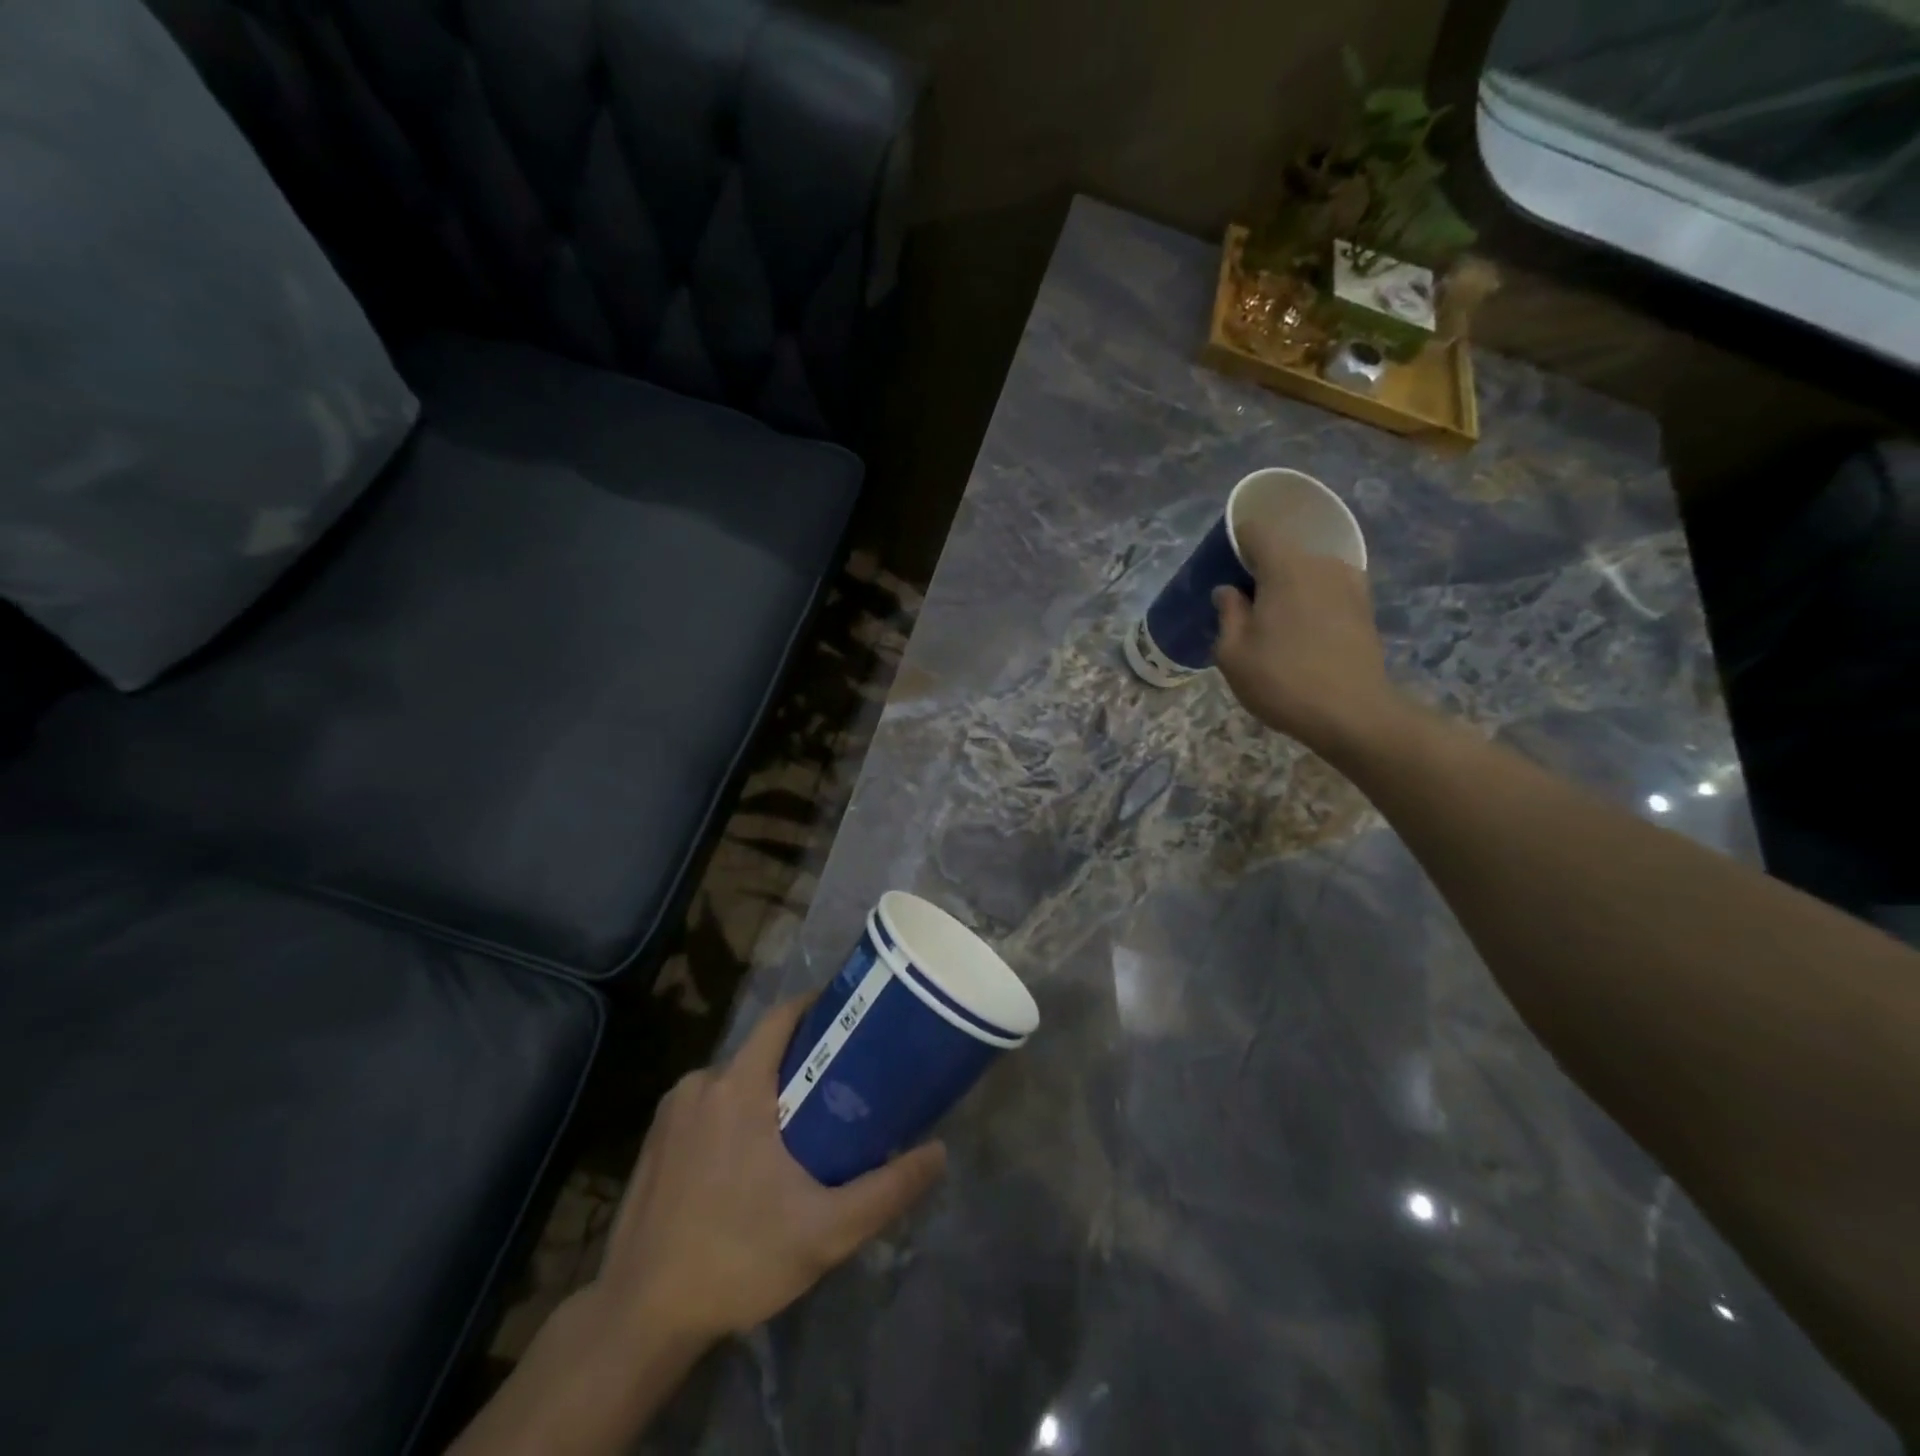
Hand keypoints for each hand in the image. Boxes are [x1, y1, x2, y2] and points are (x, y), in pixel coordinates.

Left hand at [595, 997, 946, 1345]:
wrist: (638, 1318)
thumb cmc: (737, 1258)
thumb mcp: (825, 1231)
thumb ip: (887, 1190)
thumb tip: (939, 1152)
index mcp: (738, 1086)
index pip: (782, 1016)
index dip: (817, 1006)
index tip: (851, 1016)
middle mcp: (701, 1083)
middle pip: (761, 1049)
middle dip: (799, 1059)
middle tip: (838, 1086)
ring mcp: (671, 1112)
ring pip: (733, 1080)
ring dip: (765, 1091)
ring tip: (799, 1128)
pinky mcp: (654, 1141)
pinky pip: (707, 1106)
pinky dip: (733, 1115)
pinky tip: (748, 1161)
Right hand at [1212, 519, 1401, 755]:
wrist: (1353, 714)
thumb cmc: (1282, 681)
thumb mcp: (1233, 654)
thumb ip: (1228, 614)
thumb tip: (1229, 591)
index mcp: (1284, 567)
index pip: (1255, 531)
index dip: (1235, 544)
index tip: (1223, 569)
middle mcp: (1321, 563)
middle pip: (1282, 553)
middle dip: (1260, 572)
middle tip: (1243, 607)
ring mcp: (1349, 583)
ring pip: (1306, 573)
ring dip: (1287, 590)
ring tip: (1273, 625)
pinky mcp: (1365, 607)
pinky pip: (1327, 591)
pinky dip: (1311, 603)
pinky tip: (1302, 634)